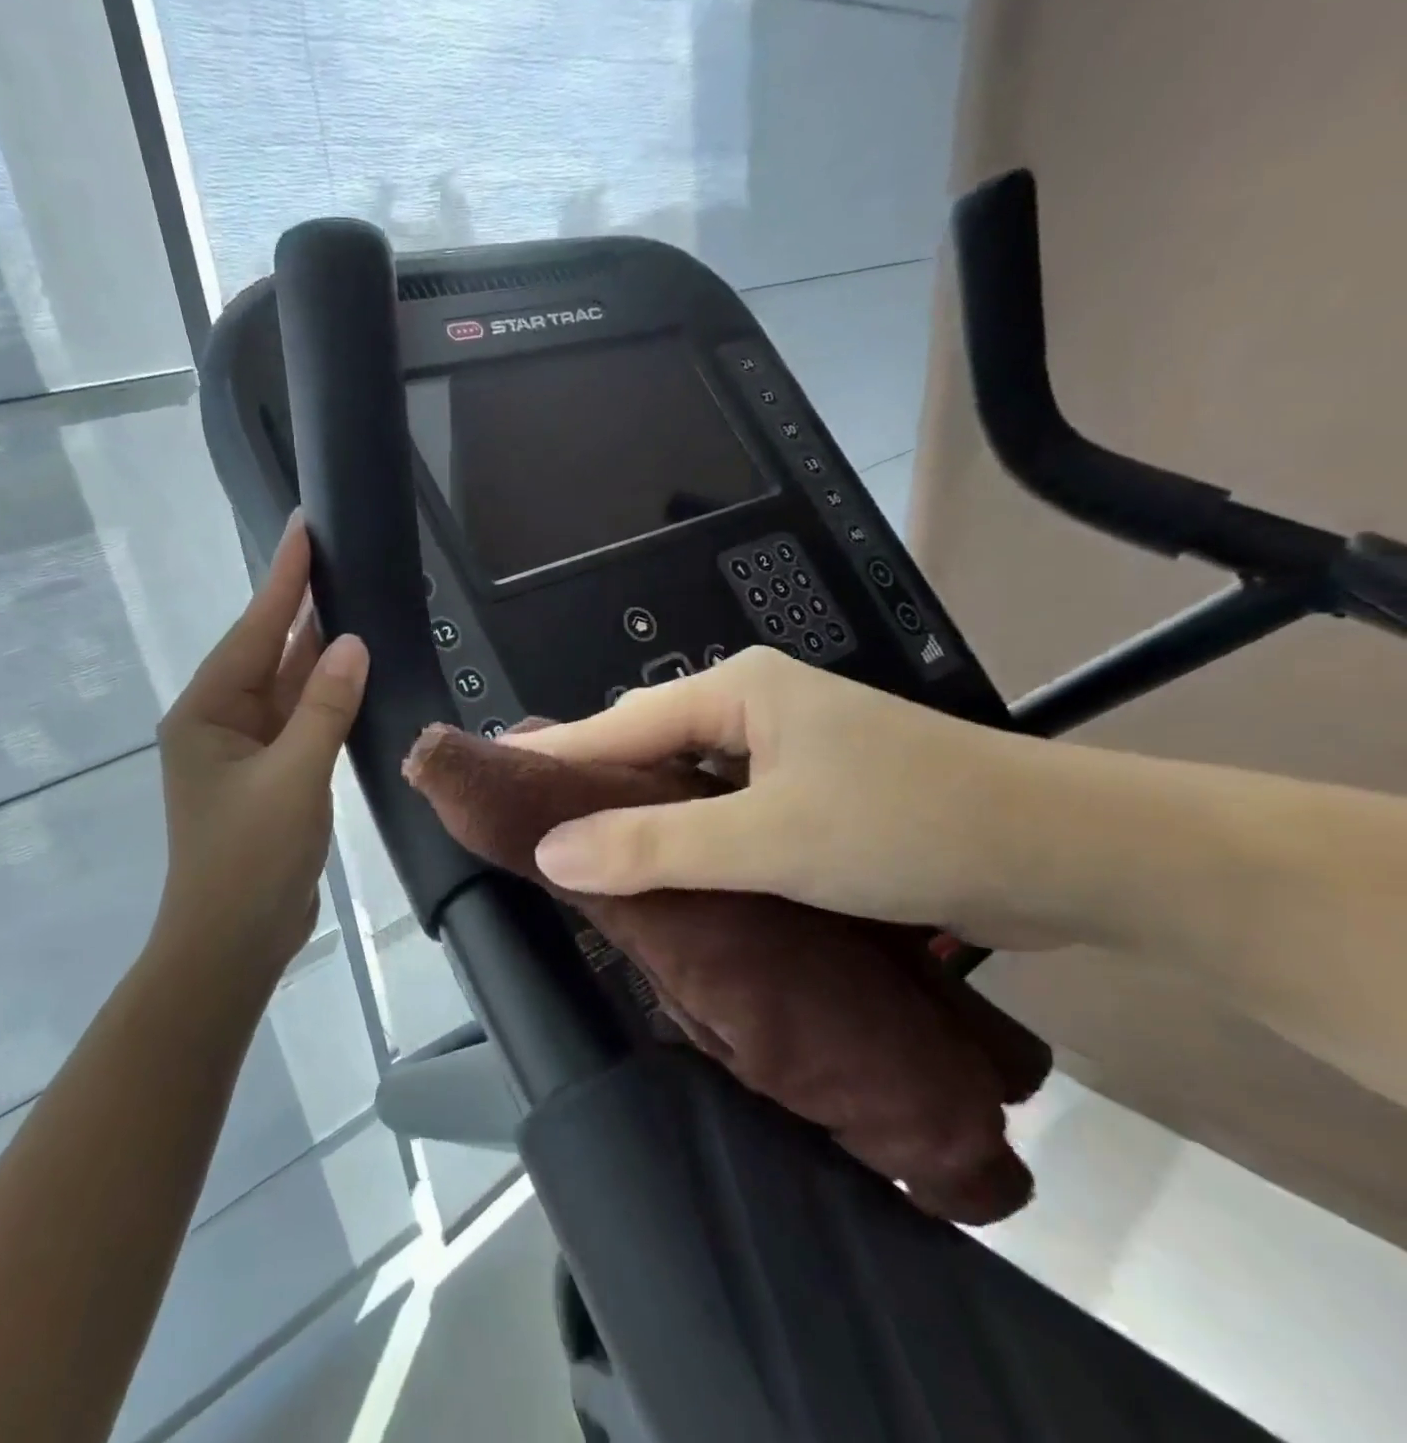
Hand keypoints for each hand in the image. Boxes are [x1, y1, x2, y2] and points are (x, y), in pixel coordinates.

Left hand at [153, 513, 368, 972]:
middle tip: (338, 556)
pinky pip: (300, 721)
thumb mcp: (293, 779)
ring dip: (316, 651)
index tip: (305, 527)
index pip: (254, 631)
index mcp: (207, 712)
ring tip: (352, 600)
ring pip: (286, 686)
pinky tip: (353, 674)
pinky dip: (325, 697)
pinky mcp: (270, 776)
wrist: (232, 943)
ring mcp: (245, 750)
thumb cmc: (250, 860)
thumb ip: (323, 708)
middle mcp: (220, 721)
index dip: (283, 578)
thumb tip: (351, 643)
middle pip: (267, 651)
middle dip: (300, 606)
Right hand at [505, 647, 1064, 950]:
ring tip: (575, 852)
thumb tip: (549, 852)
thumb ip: (655, 846)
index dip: (551, 756)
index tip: (488, 779)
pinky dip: (686, 839)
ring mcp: (787, 752)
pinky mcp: (813, 795)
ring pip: (685, 784)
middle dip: (588, 787)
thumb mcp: (769, 840)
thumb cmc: (911, 826)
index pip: (616, 722)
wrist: (1072, 857)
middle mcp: (754, 709)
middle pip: (646, 748)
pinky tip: (659, 869)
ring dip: (638, 818)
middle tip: (523, 822)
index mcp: (737, 692)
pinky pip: (723, 811)